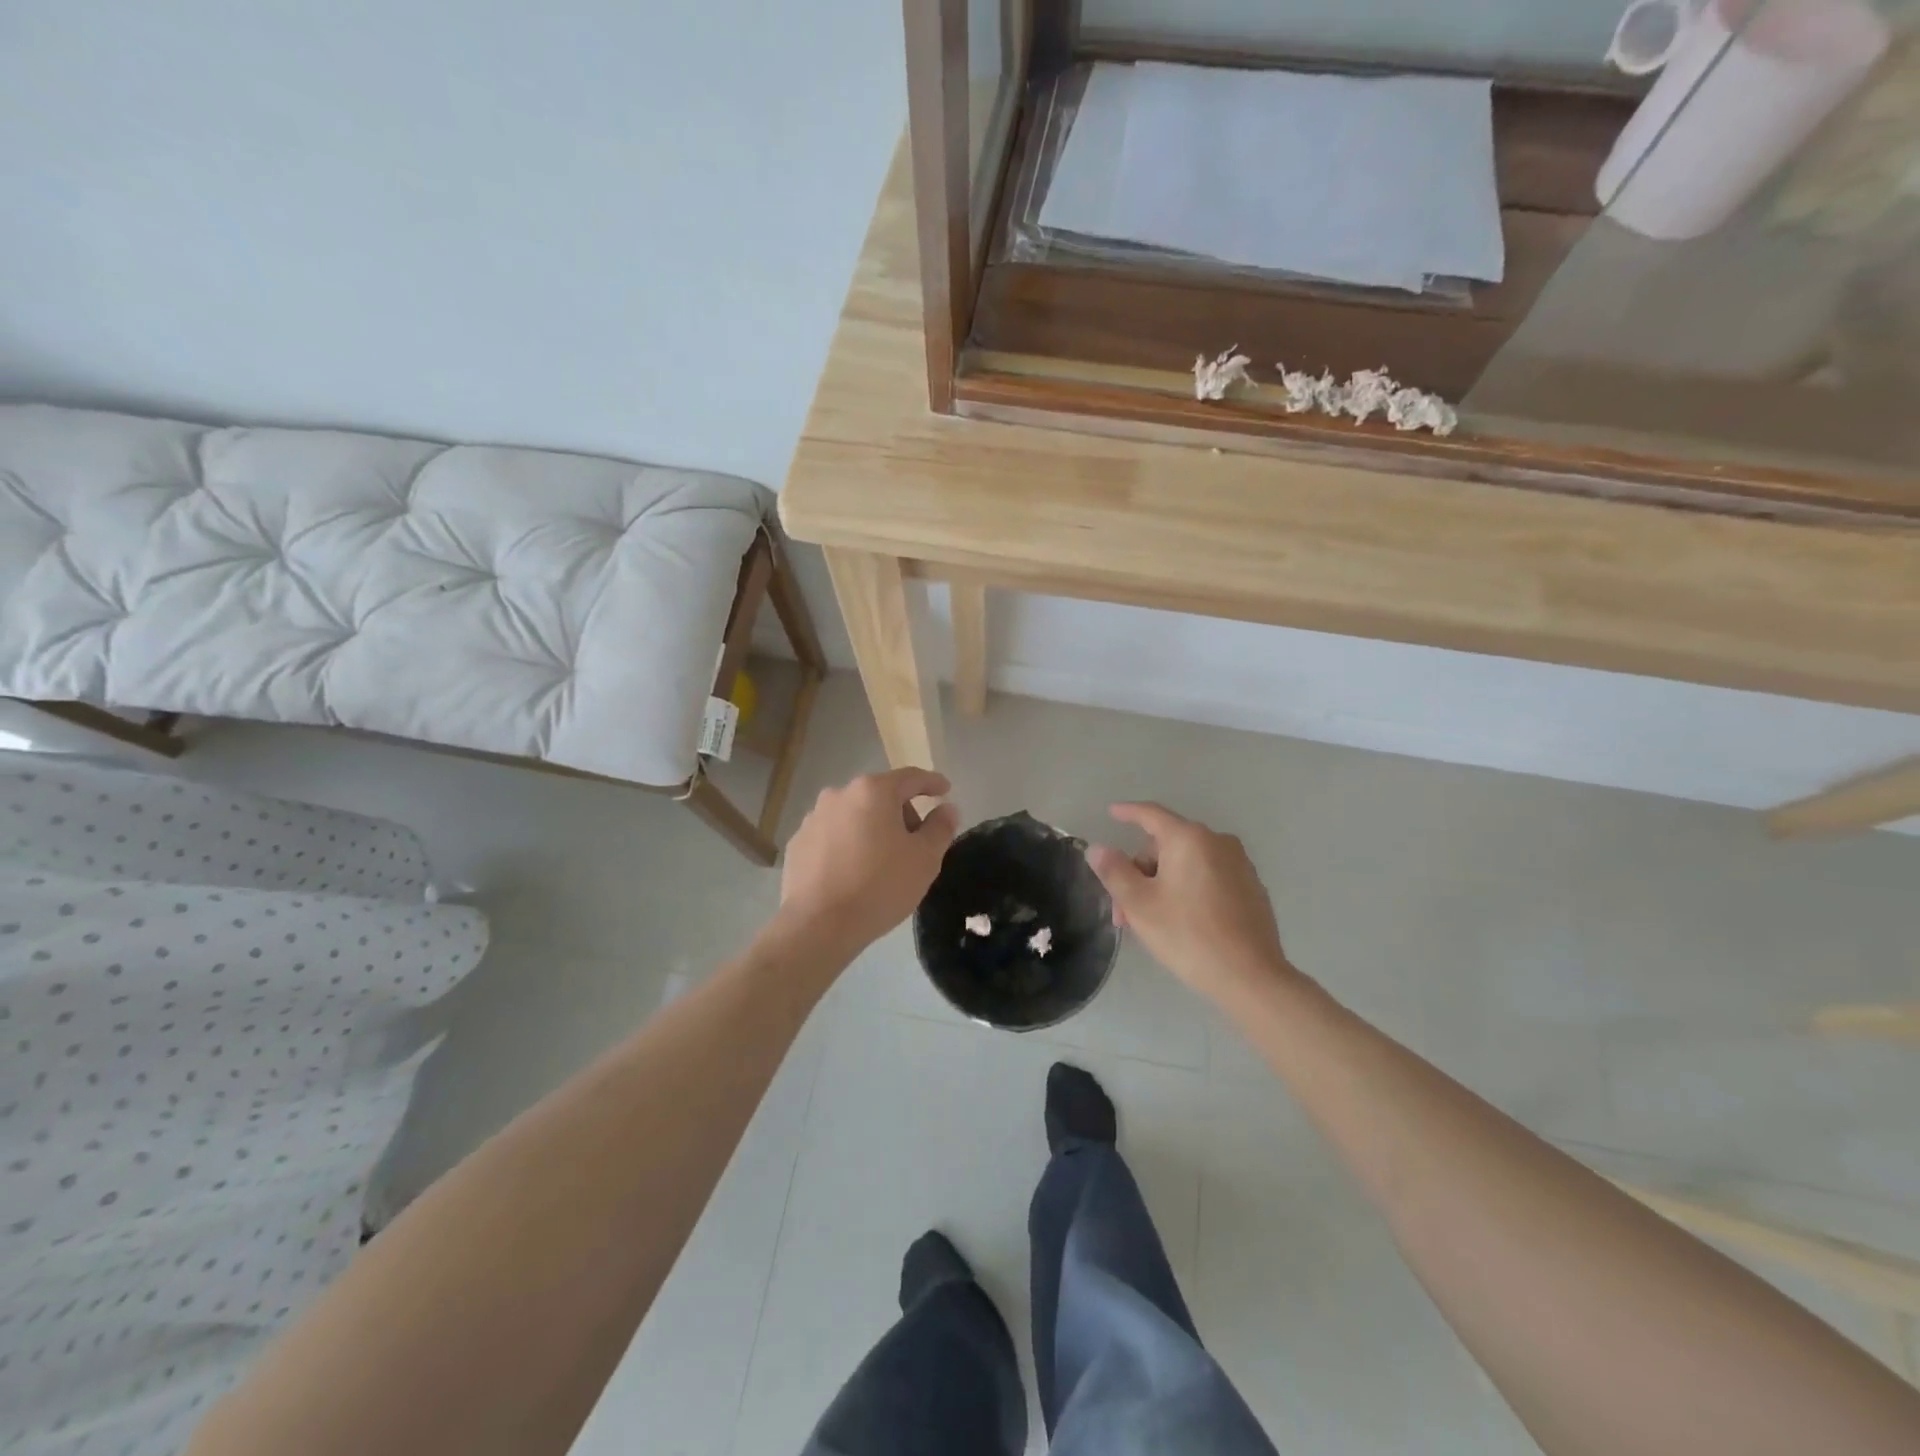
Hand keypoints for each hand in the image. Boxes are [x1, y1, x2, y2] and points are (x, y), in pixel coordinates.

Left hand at [780, 768, 958, 952]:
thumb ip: (940, 827)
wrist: (818, 925)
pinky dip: (847, 845)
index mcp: (873, 791)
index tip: (945, 790)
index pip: (911, 777)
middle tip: (915, 843)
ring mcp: (813, 818)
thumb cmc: (879, 886)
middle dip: (901, 812)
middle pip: (880, 795)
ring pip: (854, 815)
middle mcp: (839, 794)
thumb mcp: (925, 859)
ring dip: (872, 828)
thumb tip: (947, 808)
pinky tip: (852, 872)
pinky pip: (832, 835)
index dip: (932, 783)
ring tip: (881, 862)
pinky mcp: (797, 843)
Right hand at [1086, 803, 1293, 1005]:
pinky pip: (1208, 876)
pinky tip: (1182, 921)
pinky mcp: (1252, 887)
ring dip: (1162, 884)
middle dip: (1140, 872)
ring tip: (1150, 921)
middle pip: (1167, 845)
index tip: (1112, 812)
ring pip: (1187, 863)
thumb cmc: (1188, 935)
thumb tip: (1098, 848)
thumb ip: (1114, 871)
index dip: (1128, 812)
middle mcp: (1218, 842)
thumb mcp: (1140, 905)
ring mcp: (1239, 864)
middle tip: (1124, 912)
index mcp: (1189, 838)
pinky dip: (1188, 889)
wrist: (1251, 977)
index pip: (1151, 814)